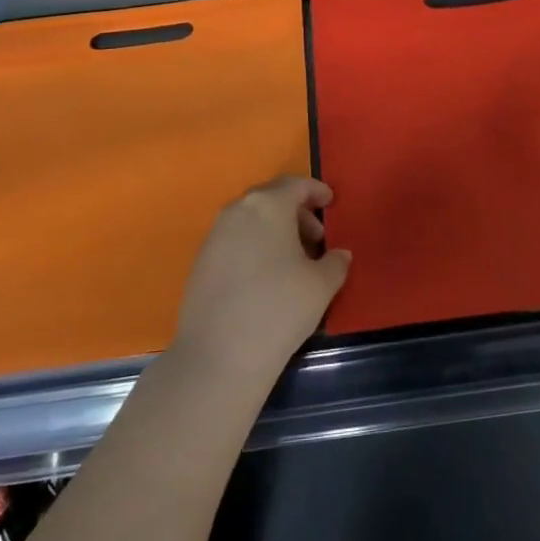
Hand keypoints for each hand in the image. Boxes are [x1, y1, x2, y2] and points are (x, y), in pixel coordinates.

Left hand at [174, 176, 350, 380]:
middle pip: (271, 198)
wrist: (219, 355)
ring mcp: (214, 236)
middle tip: (317, 236)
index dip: (316, 190)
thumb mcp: (321, 285)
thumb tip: (339, 254)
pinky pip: (234, 240)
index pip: (296, 185)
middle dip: (296, 212)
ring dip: (275, 229)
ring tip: (293, 260)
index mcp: (268, 205)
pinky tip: (266, 276)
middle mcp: (237, 211)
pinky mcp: (200, 262)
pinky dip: (254, 245)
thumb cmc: (279, 308)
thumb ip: (335, 262)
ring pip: (251, 219)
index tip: (331, 202)